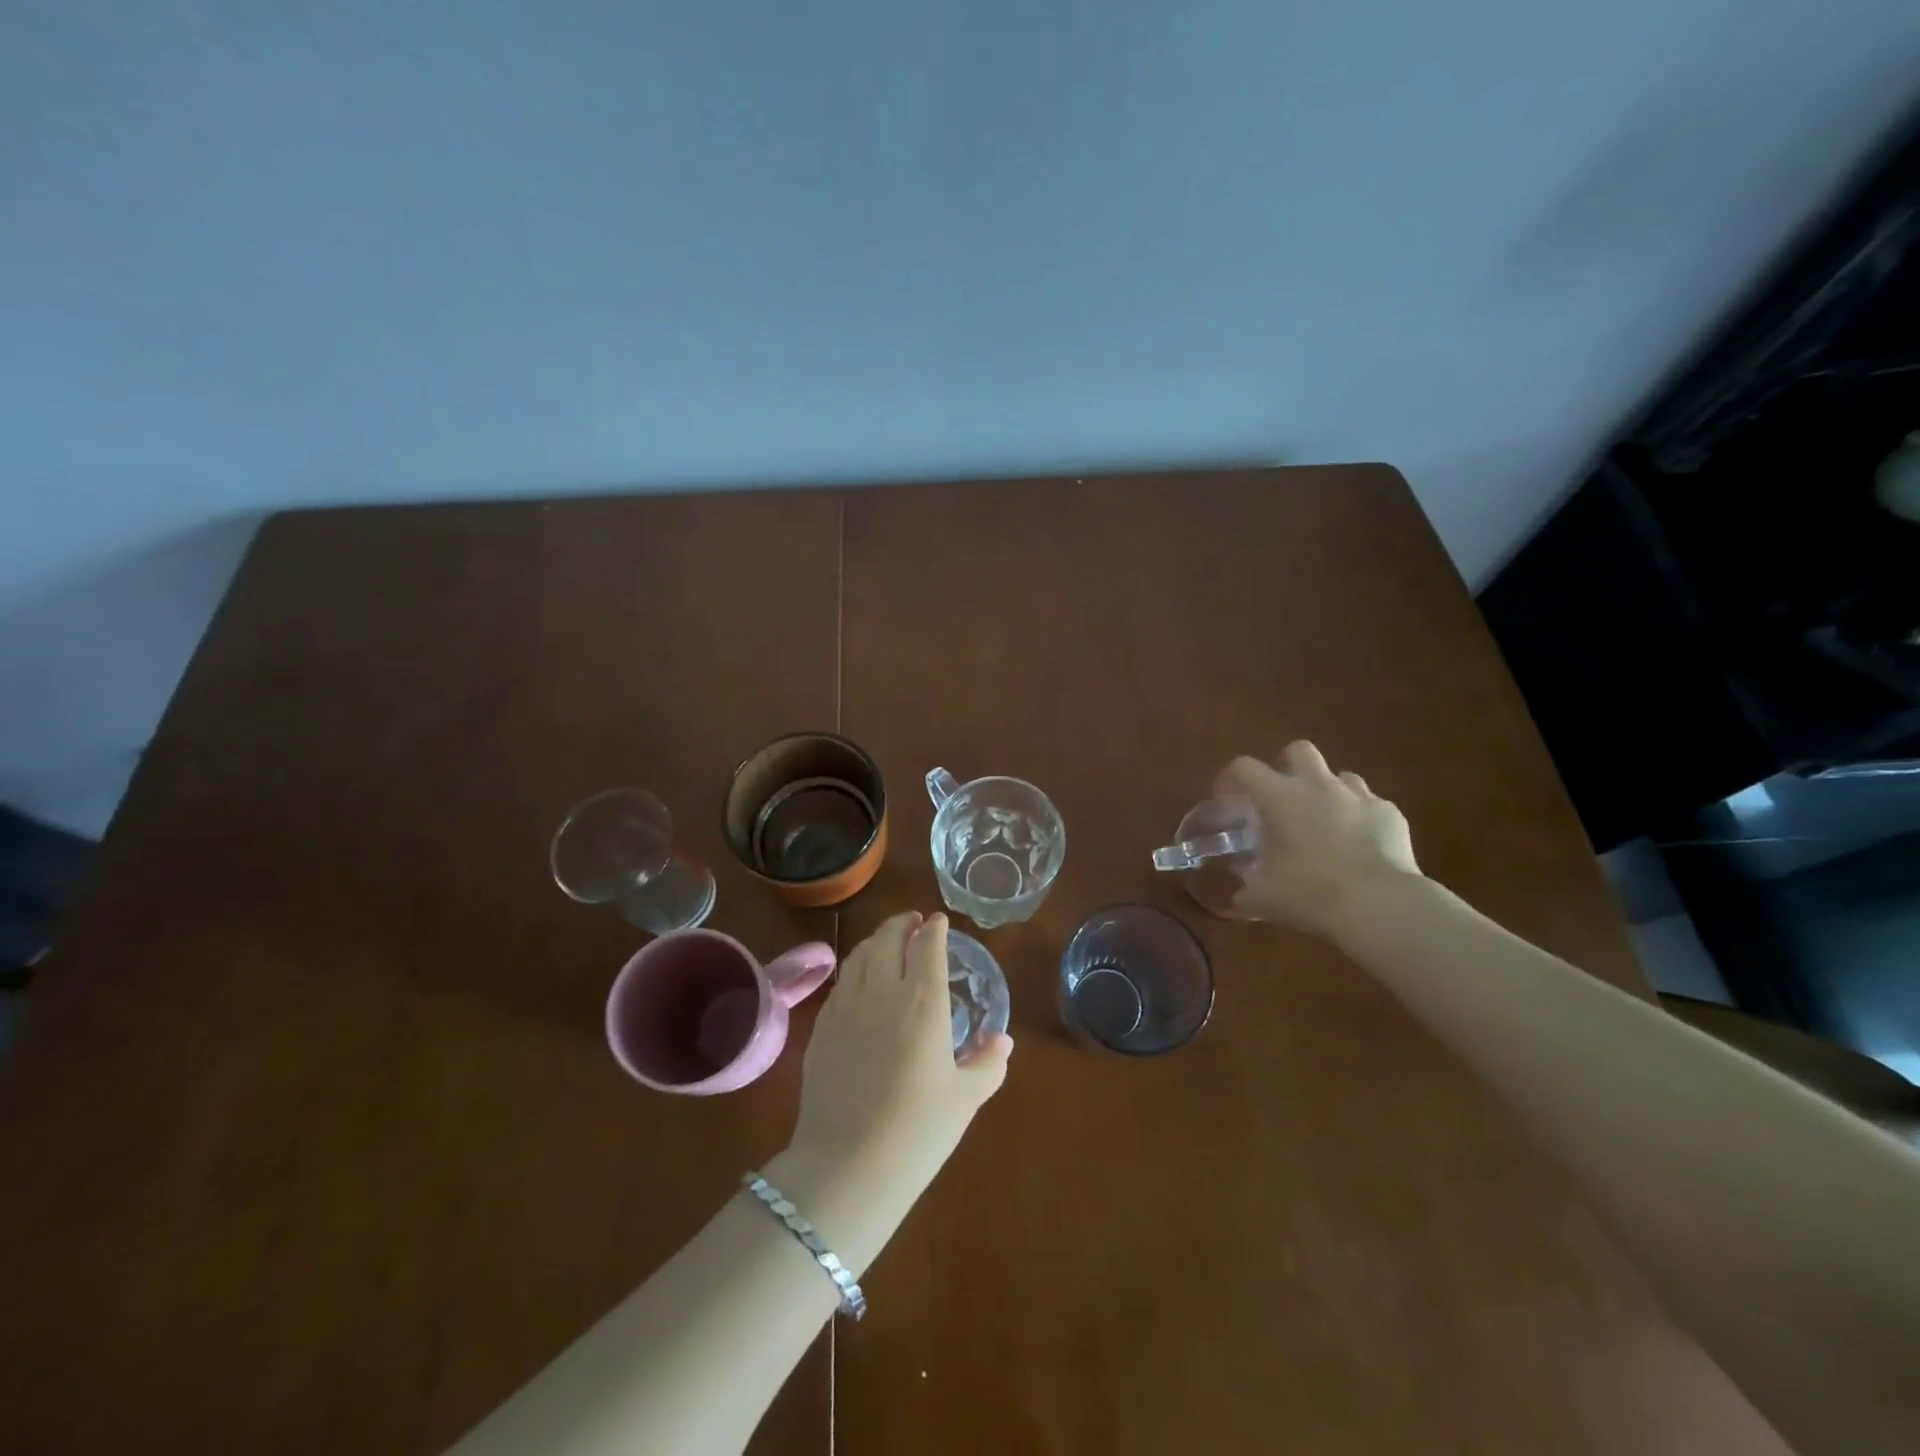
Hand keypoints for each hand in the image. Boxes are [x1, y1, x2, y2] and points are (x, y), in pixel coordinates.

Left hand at [777, 913, 1010, 1265]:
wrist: (846, 1166)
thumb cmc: (917, 1132)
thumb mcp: (965, 1099)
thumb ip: (988, 1063)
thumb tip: (1003, 1041)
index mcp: (924, 1001)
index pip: (927, 945)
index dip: (934, 928)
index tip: (939, 921)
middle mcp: (882, 991)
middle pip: (888, 938)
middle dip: (902, 923)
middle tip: (913, 922)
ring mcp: (846, 1007)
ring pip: (859, 954)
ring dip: (875, 940)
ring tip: (886, 942)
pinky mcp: (821, 1028)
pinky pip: (840, 983)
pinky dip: (854, 968)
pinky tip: (859, 982)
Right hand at [1214, 741, 1421, 937]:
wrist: (1379, 905)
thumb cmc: (1311, 893)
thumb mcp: (1264, 898)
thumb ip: (1247, 891)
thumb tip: (1238, 898)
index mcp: (1280, 797)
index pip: (1244, 768)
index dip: (1231, 779)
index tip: (1228, 800)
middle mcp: (1318, 785)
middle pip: (1298, 750)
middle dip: (1287, 767)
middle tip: (1281, 800)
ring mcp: (1358, 796)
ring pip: (1339, 775)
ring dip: (1326, 792)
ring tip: (1323, 822)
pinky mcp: (1390, 813)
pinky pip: (1369, 804)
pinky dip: (1359, 817)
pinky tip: (1358, 844)